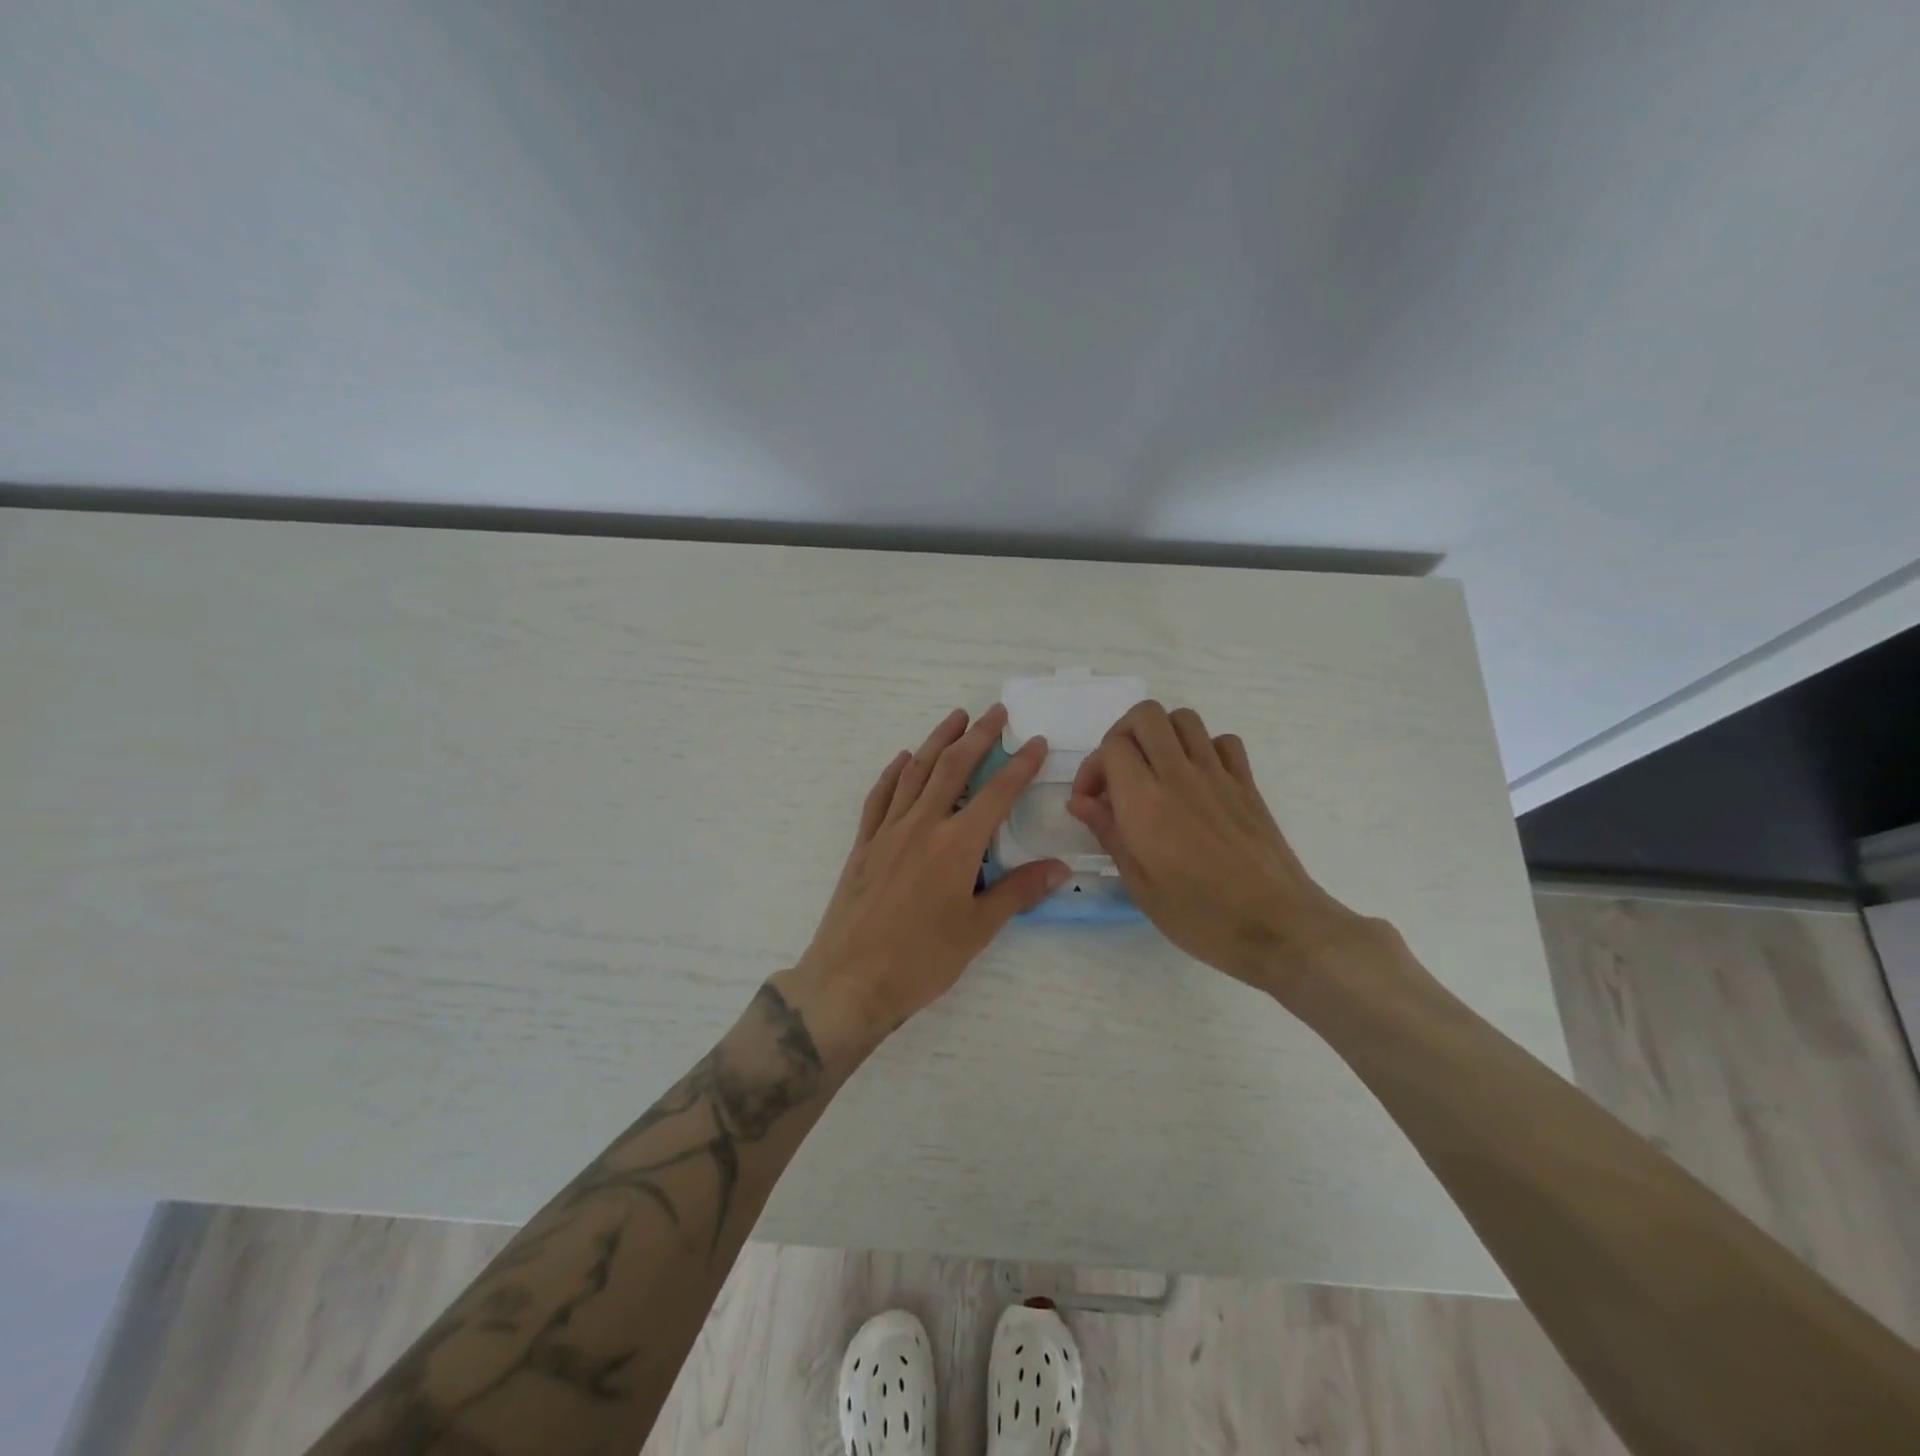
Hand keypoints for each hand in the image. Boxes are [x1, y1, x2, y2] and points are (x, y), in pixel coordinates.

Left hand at [786, 705, 1069, 1044]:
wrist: (850, 980)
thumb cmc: (921, 960)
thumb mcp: (978, 929)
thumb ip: (1018, 891)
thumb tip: (1060, 867)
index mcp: (957, 845)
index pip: (997, 793)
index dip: (1019, 765)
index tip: (1035, 741)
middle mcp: (923, 826)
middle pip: (953, 768)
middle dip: (978, 736)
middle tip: (995, 712)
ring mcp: (888, 832)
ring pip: (916, 772)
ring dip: (937, 741)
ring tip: (955, 718)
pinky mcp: (864, 845)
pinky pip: (880, 797)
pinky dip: (894, 773)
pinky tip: (903, 759)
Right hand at [1066, 701, 1396, 1000]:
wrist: (1277, 926)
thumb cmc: (1199, 915)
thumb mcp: (1139, 884)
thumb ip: (1108, 833)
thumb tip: (1080, 802)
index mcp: (1145, 801)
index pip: (1111, 746)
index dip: (1092, 768)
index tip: (1091, 802)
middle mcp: (1179, 775)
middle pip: (1145, 715)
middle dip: (1122, 735)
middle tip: (1119, 774)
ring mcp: (1218, 775)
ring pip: (1184, 718)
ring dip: (1161, 735)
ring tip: (1155, 771)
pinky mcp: (1247, 784)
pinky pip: (1224, 741)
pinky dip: (1204, 748)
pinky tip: (1197, 779)